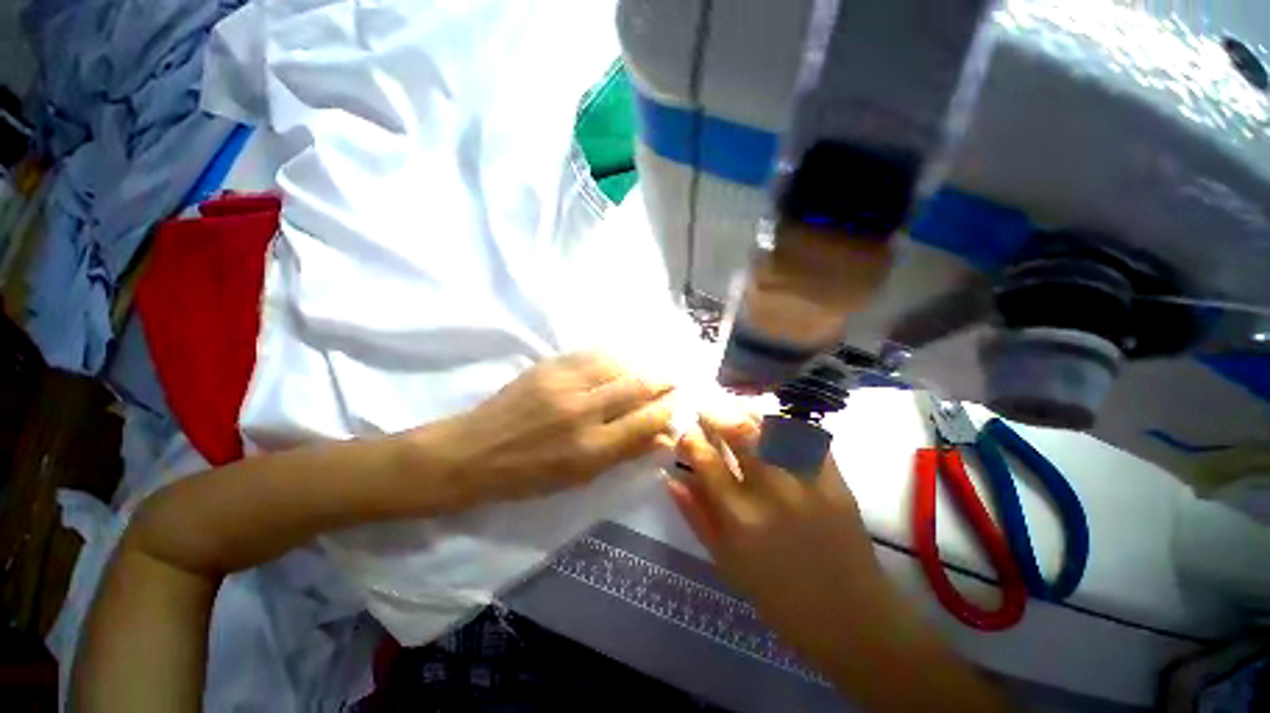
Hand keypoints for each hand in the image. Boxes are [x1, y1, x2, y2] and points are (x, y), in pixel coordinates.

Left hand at [433, 352, 676, 505]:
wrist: (475, 451)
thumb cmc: (529, 476)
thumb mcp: (581, 477)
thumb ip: (625, 453)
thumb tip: (663, 436)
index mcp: (591, 449)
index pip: (646, 420)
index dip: (667, 409)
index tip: (674, 404)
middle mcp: (583, 412)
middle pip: (638, 386)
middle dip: (662, 382)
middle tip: (670, 381)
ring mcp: (565, 384)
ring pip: (619, 364)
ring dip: (639, 367)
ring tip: (644, 372)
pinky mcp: (549, 366)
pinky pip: (593, 354)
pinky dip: (613, 358)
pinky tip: (618, 363)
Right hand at [667, 412, 900, 668]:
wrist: (851, 619)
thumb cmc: (778, 597)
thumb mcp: (726, 562)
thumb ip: (695, 515)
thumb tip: (670, 476)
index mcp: (740, 518)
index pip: (706, 460)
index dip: (690, 439)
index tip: (685, 433)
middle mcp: (771, 492)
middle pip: (738, 432)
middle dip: (715, 414)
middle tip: (706, 411)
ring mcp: (807, 482)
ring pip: (771, 427)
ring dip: (746, 412)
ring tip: (734, 410)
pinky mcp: (836, 480)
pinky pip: (807, 437)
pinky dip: (785, 424)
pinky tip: (772, 424)